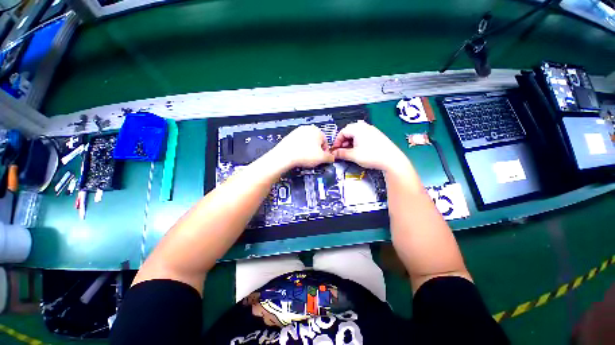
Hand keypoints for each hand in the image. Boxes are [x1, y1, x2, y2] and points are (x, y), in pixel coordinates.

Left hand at [268, 125, 334, 169]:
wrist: (285, 156)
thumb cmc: (303, 154)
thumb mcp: (322, 158)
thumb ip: (330, 157)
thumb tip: (331, 158)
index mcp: (317, 130)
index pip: (325, 142)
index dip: (325, 152)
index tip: (322, 158)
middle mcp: (307, 128)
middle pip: (316, 141)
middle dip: (316, 150)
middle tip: (314, 159)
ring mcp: (298, 131)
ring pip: (308, 142)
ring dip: (309, 149)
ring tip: (306, 157)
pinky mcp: (290, 136)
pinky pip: (299, 143)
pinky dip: (300, 148)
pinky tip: (299, 155)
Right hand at [331, 121, 408, 171]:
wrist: (391, 160)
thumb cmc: (371, 155)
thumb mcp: (353, 155)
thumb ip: (341, 153)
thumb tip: (333, 153)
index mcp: (357, 128)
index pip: (342, 132)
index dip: (337, 141)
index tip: (335, 149)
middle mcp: (364, 126)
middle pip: (349, 131)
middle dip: (343, 141)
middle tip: (342, 150)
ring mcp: (372, 130)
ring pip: (356, 133)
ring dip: (350, 142)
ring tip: (350, 151)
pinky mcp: (377, 135)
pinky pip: (363, 135)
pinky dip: (358, 141)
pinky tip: (359, 150)